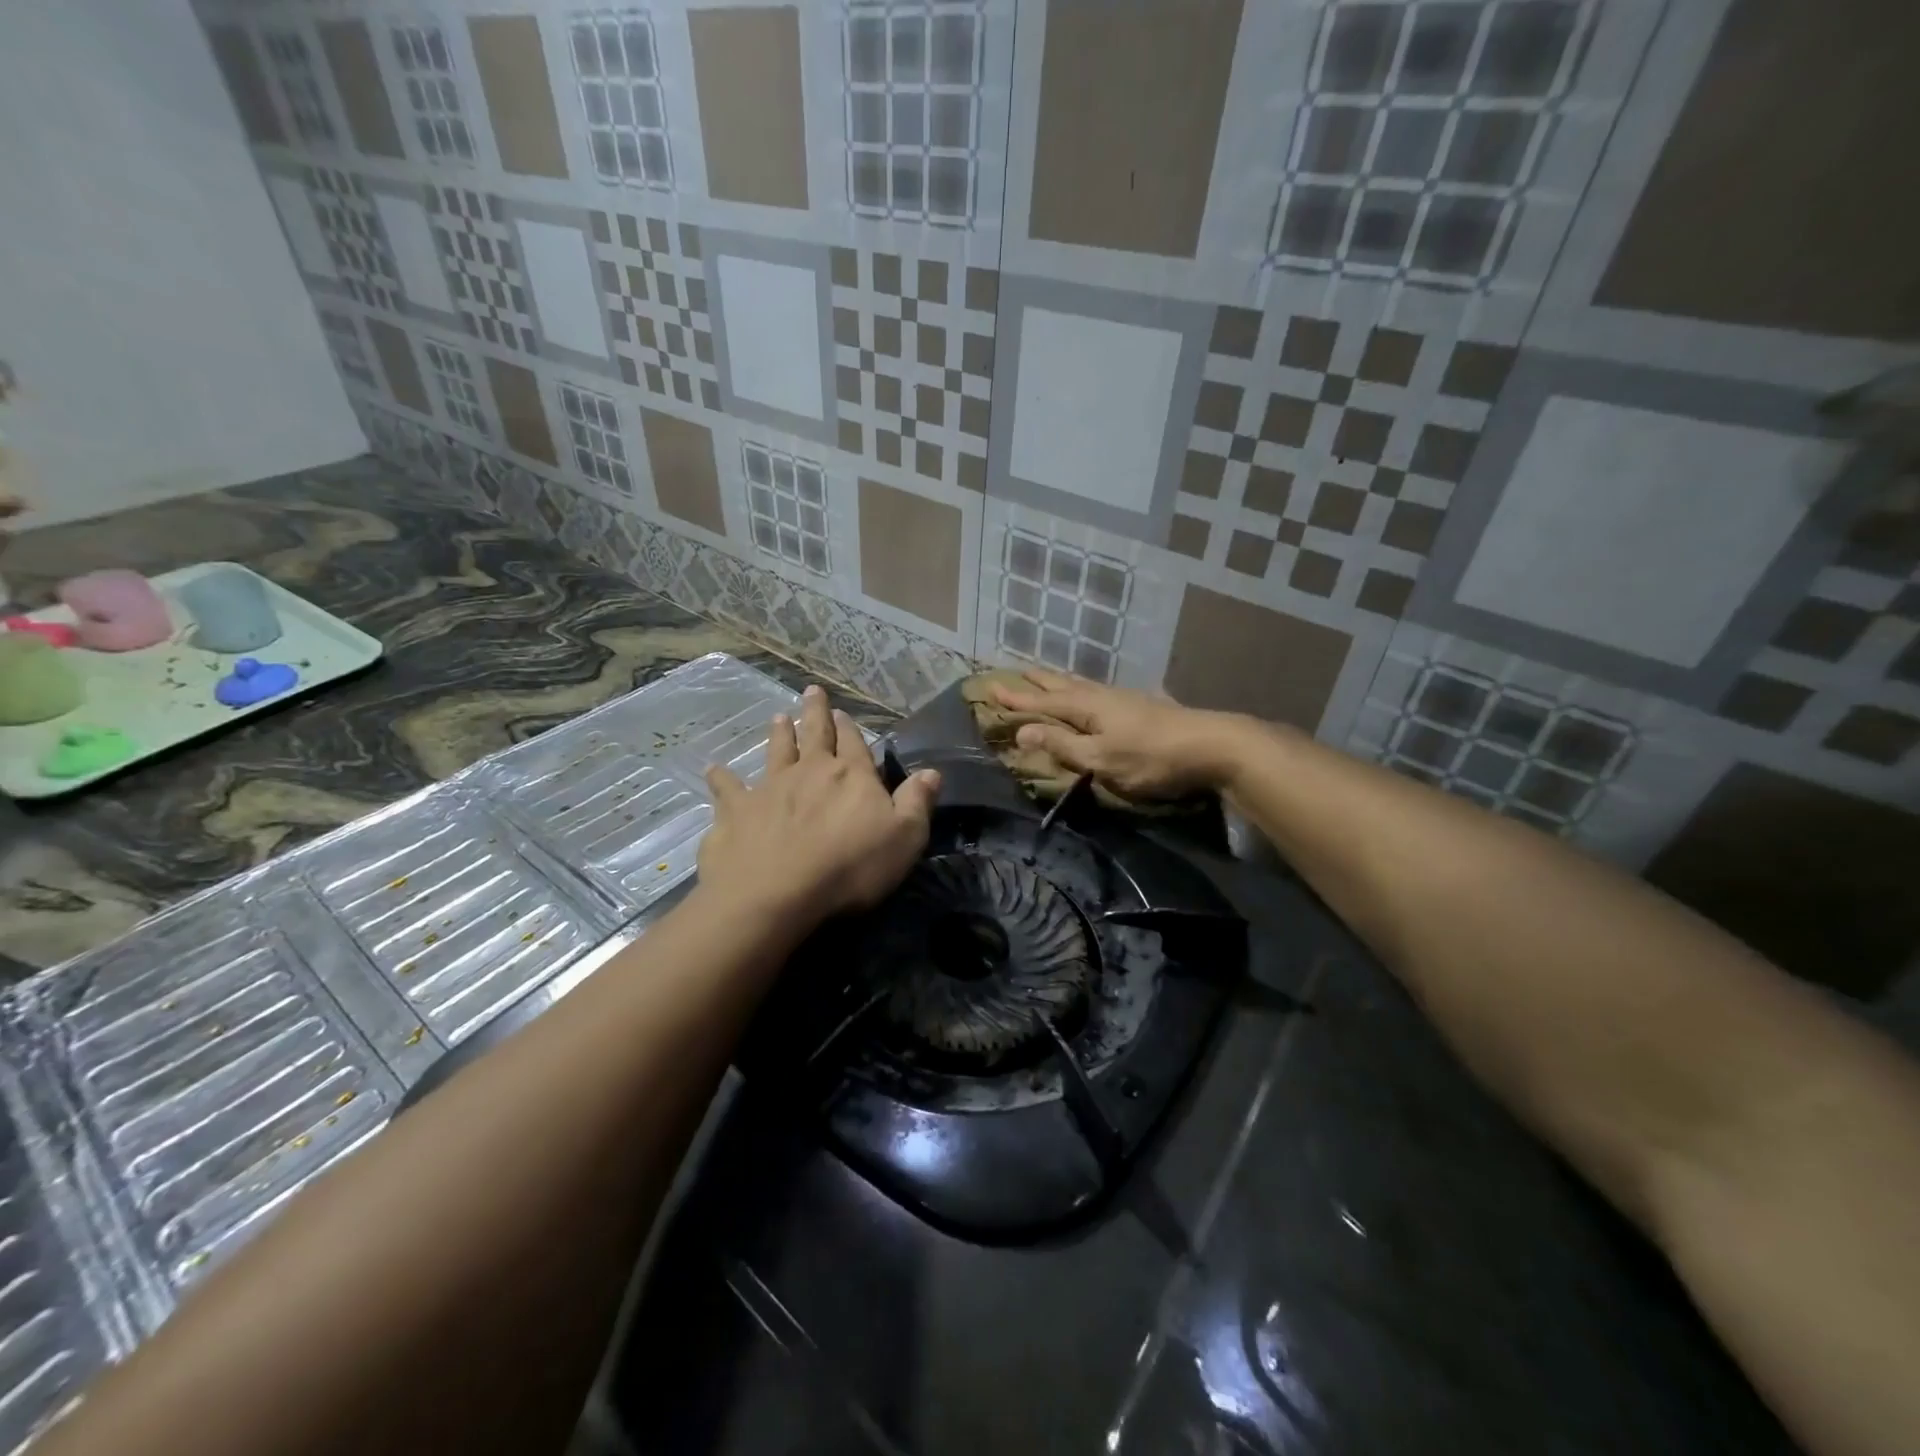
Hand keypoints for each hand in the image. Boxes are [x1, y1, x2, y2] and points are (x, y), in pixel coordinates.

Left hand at [698, 685, 940, 929]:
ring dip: (778, 734)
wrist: (777, 893)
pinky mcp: (736, 811)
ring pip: (775, 752)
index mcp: (851, 776)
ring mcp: (769, 788)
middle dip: (814, 713)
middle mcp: (810, 772)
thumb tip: (931, 772)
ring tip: (778, 717)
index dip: (850, 728)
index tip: (842, 712)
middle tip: (811, 691)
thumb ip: (917, 802)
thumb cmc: (850, 867)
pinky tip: (713, 769)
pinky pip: (728, 788)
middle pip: (814, 735)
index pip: (854, 744)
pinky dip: (721, 778)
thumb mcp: (904, 838)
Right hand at [990, 669, 1241, 799]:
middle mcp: (1099, 696)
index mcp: (1085, 707)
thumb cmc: (1150, 757)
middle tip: (1014, 673)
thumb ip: (1062, 745)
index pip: (1042, 702)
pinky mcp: (1137, 706)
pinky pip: (1093, 691)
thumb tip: (1021, 731)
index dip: (1017, 699)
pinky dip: (1077, 689)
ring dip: (1056, 682)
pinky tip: (1087, 694)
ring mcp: (1121, 699)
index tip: (991, 689)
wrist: (1210, 745)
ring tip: (1043, 677)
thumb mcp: (1100, 759)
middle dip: (1035, 682)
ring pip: (1079, 685)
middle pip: (1060, 685)